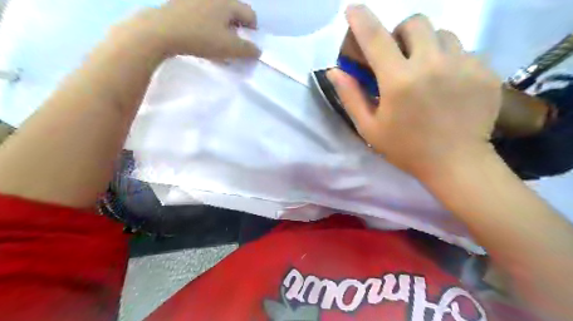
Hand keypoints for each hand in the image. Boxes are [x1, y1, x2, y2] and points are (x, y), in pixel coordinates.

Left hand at [125, 0, 260, 58]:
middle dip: (237, 29)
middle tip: (232, 44)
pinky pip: (203, 13)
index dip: (253, 31)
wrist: (161, 31)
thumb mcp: (229, 48)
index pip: (250, 14)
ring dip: (222, 27)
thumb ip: (248, 50)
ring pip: (218, 13)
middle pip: (234, 12)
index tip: (247, 44)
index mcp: (228, 3)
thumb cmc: (201, 38)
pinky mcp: (182, 3)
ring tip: (216, 41)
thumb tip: (257, 50)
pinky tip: (201, 36)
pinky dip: (208, 24)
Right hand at [327, 6, 501, 177]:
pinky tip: (448, 83)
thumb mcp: (369, 128)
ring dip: (427, 45)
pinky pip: (464, 50)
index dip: (361, 19)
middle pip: (416, 22)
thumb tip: (335, 71)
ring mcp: (463, 65)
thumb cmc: (405, 148)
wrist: (456, 163)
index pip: (375, 38)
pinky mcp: (485, 71)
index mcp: (399, 81)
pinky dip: (450, 60)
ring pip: (443, 34)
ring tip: (426, 70)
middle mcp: (431, 64)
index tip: (352, 9)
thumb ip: (351, 97)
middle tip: (399, 55)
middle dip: (402, 33)